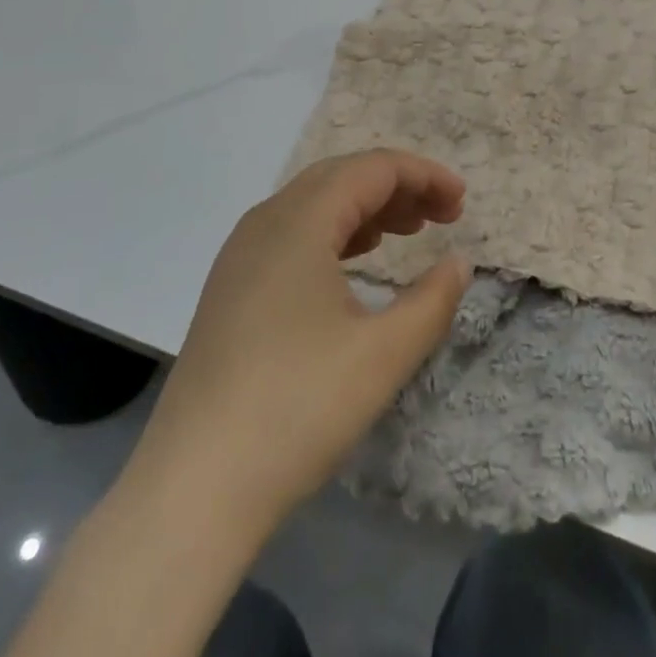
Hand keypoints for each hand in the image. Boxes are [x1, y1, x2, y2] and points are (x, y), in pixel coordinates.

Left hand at [139, 150, 470, 527]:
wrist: (194, 488)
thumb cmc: (298, 409)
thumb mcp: (383, 355)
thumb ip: (433, 300)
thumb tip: (459, 263)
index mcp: (299, 221)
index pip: (371, 169)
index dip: (423, 175)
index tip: (461, 202)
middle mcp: (265, 222)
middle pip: (341, 177)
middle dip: (397, 187)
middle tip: (443, 216)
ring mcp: (241, 255)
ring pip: (314, 204)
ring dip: (366, 208)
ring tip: (409, 232)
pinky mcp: (230, 287)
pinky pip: (292, 234)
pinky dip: (335, 233)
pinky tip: (355, 261)